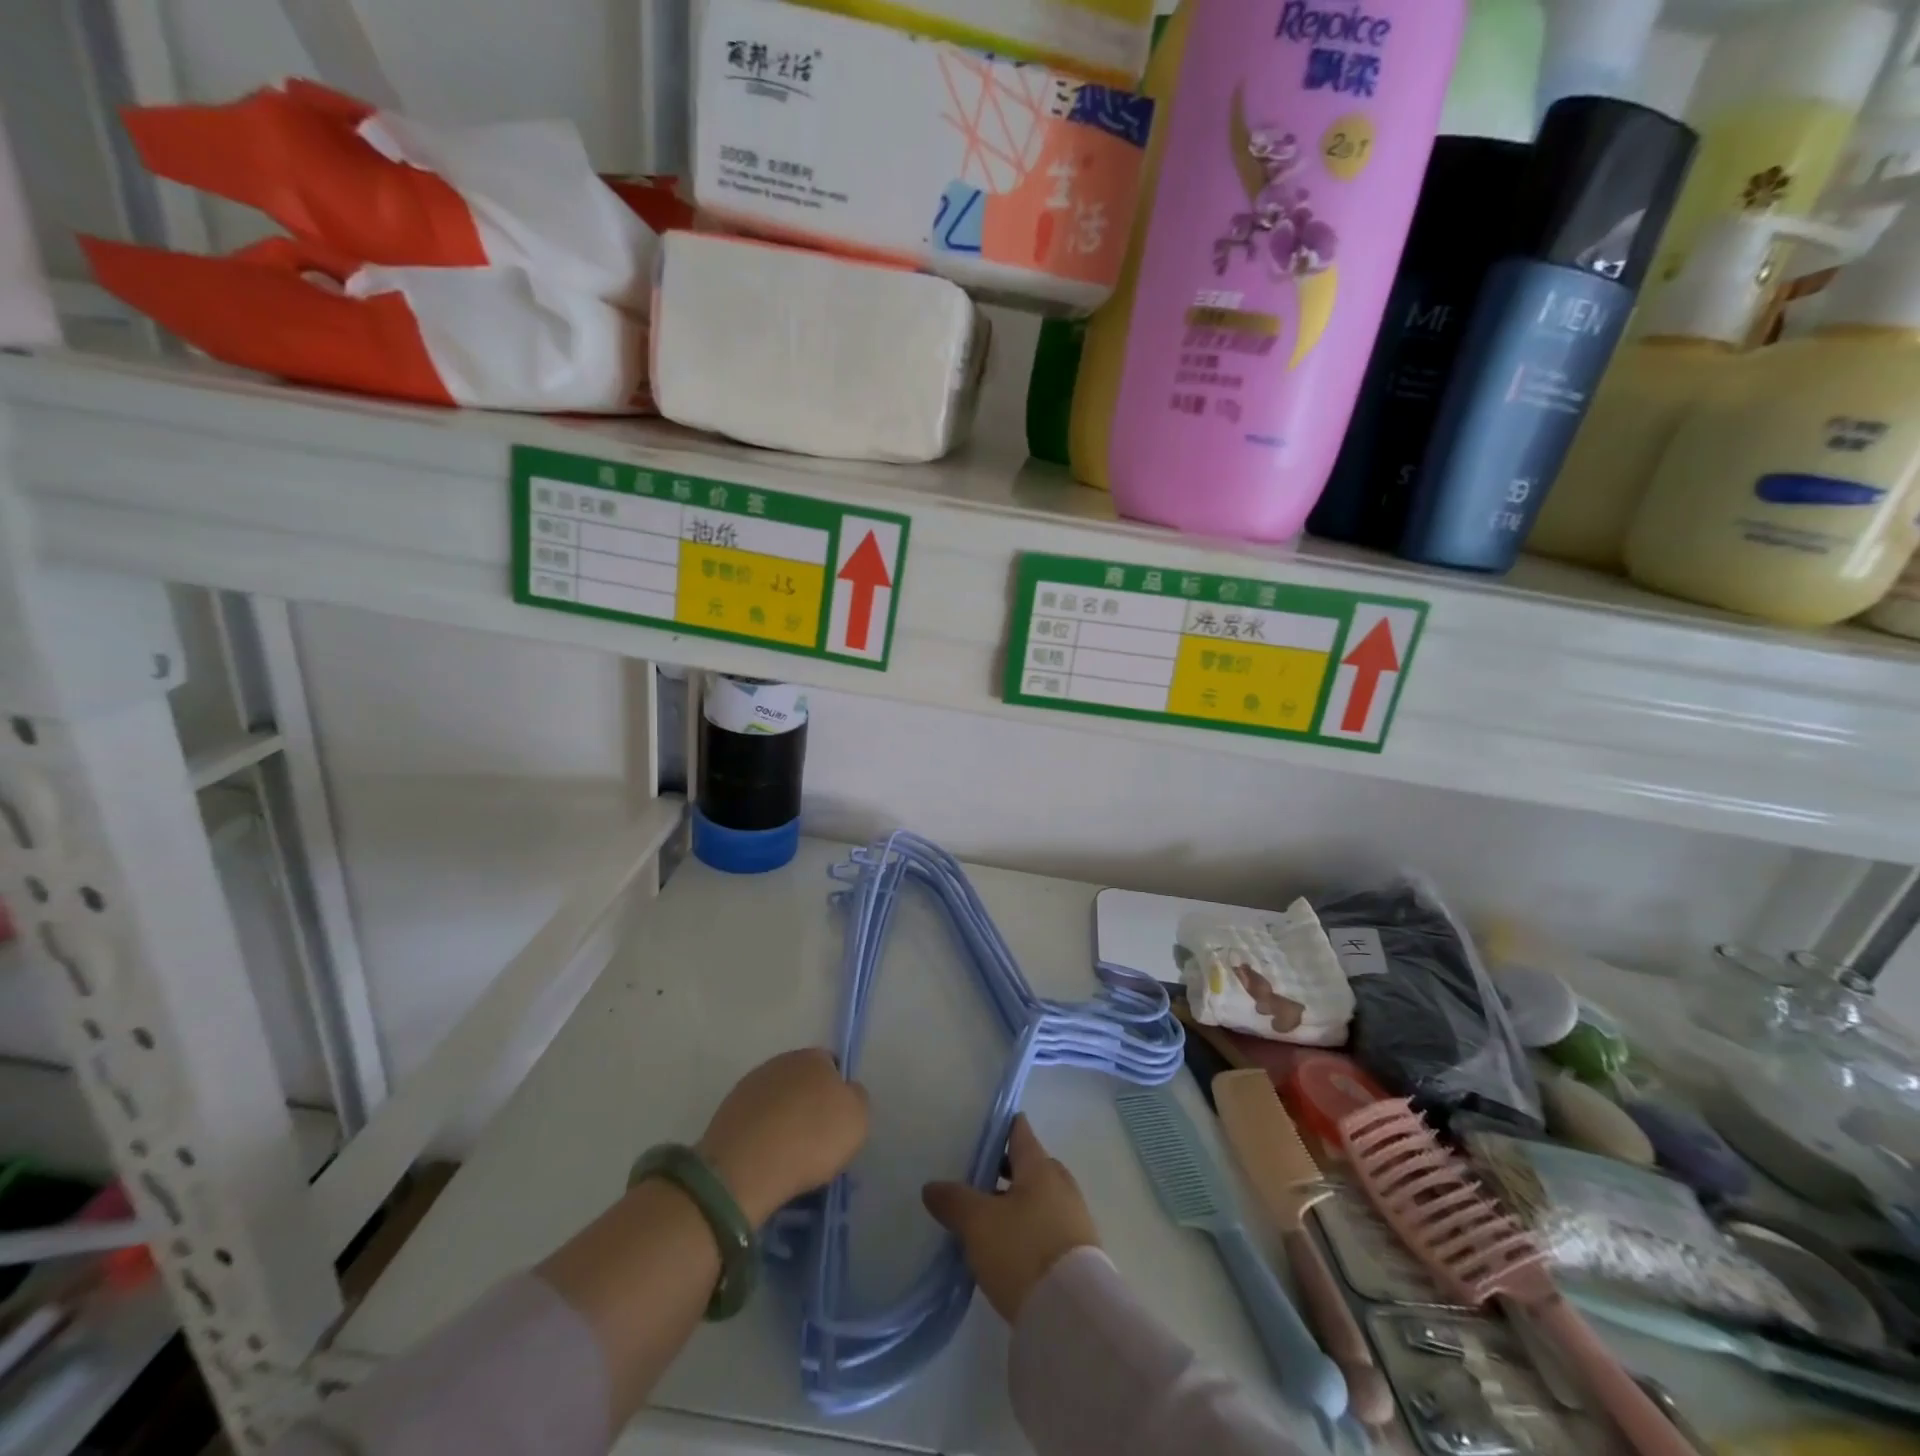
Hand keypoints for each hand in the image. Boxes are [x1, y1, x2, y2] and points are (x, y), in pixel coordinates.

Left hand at [699, 1049, 868, 1226]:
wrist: (749, 1166)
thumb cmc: (812, 1138)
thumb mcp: (857, 1120)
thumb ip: (856, 1099)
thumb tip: (847, 1091)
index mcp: (814, 1057)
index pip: (832, 1065)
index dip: (837, 1092)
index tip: (837, 1121)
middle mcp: (781, 1061)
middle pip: (802, 1080)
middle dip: (808, 1102)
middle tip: (815, 1137)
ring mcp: (750, 1084)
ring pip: (777, 1099)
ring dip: (783, 1117)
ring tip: (788, 1152)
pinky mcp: (727, 1110)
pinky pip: (755, 1118)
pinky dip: (761, 1132)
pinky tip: (766, 1156)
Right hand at [922, 1115, 1098, 1322]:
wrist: (1072, 1315)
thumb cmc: (1023, 1251)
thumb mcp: (978, 1223)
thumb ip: (954, 1200)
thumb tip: (931, 1186)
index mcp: (1040, 1166)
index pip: (1019, 1131)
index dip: (999, 1128)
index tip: (978, 1131)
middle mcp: (1060, 1184)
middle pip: (1029, 1165)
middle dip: (1004, 1170)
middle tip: (974, 1180)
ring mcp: (1074, 1218)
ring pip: (1038, 1198)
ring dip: (1015, 1203)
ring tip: (986, 1219)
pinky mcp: (1078, 1252)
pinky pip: (1047, 1226)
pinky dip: (1028, 1228)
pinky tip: (1008, 1248)